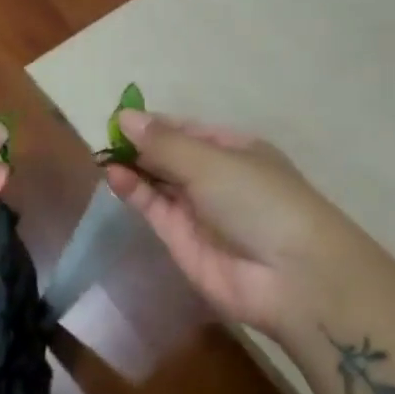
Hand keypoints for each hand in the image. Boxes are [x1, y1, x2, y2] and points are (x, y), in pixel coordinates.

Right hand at [104, 111, 366, 337]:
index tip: (119, 119)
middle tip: (103, 138)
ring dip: (134, 168)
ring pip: (159, 183)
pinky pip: (155, 209)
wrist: (291, 277)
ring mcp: (200, 211)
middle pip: (170, 156)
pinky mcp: (183, 242)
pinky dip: (135, 192)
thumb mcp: (211, 161)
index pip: (187, 130)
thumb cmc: (259, 201)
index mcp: (236, 150)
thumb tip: (124, 117)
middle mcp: (217, 178)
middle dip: (140, 146)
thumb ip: (164, 143)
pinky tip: (114, 175)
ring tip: (103, 155)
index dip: (155, 124)